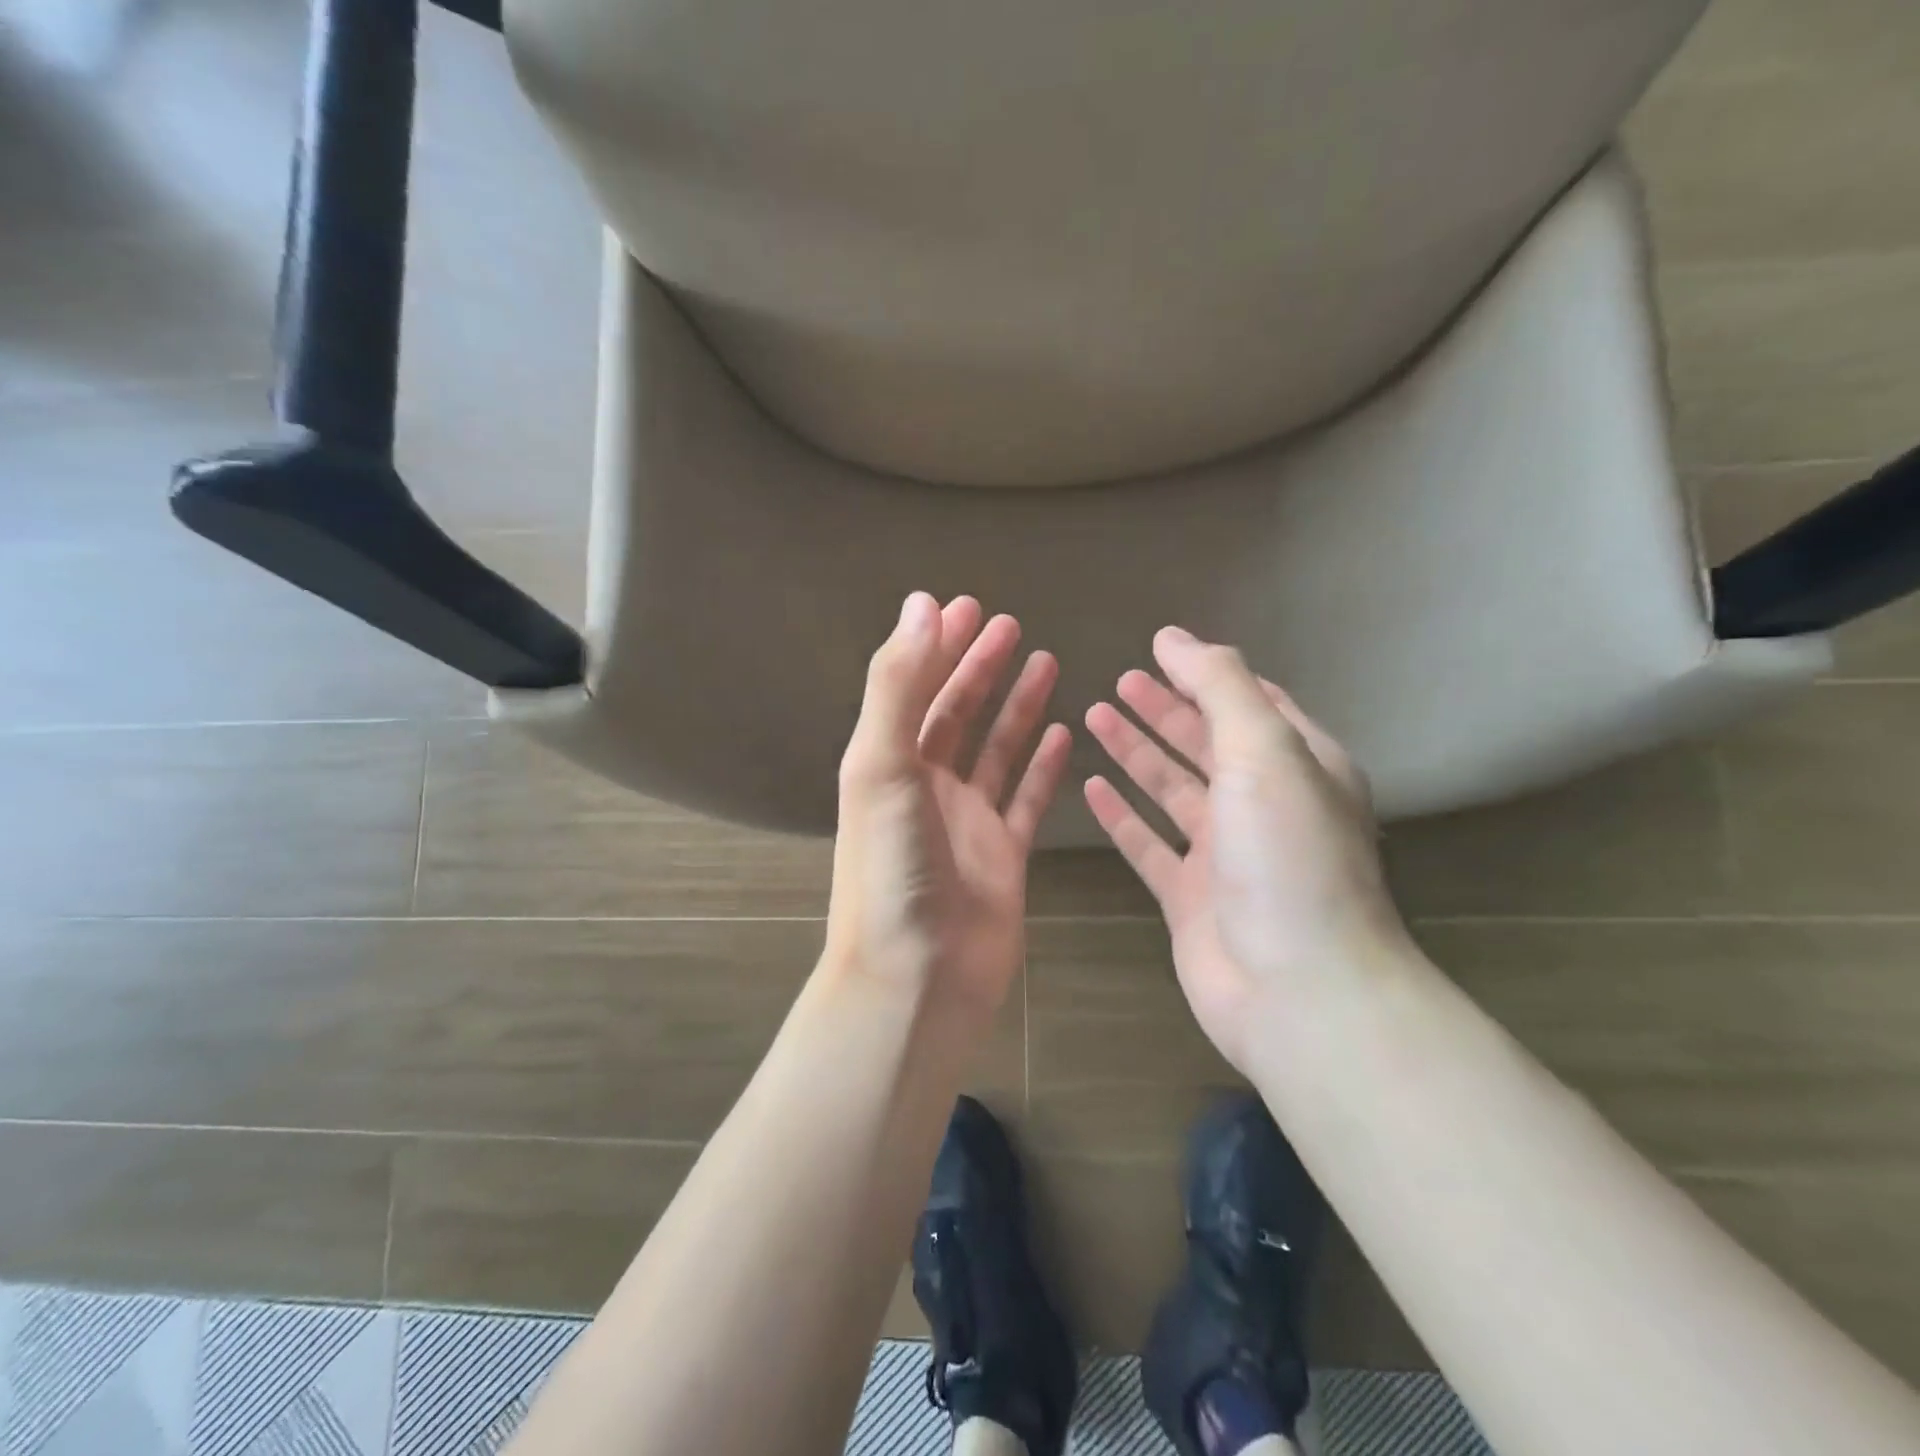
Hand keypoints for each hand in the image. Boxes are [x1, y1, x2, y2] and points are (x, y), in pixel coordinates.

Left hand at [826, 593, 1072, 1022]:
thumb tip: (922, 604)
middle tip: (1010, 624)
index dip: (939, 646)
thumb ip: (898, 686)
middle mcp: (926, 786)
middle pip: (956, 713)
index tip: (968, 606)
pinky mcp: (1005, 854)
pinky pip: (1027, 798)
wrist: (916, 978)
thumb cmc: (890, 868)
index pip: (915, 688)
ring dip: (1018, 706)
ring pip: (996, 749)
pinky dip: (1044, 765)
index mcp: (888, 763)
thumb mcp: (882, 766)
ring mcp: (968, 821)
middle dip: (980, 667)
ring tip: (1047, 661)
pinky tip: (1066, 732)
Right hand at [1083, 627, 1408, 1073]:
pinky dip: (1120, 814)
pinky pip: (1147, 843)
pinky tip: (1090, 786)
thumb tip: (1174, 636)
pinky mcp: (1188, 896)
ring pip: (1171, 789)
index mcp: (1300, 768)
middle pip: (1206, 743)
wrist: (1297, 991)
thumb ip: (1221, 687)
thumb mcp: (1265, 751)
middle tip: (1118, 681)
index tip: (1158, 648)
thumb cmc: (1287, 857)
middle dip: (1165, 709)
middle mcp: (1263, 806)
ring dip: (1136, 752)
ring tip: (1094, 716)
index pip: (1253, 704)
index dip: (1207, 675)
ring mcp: (1223, 854)